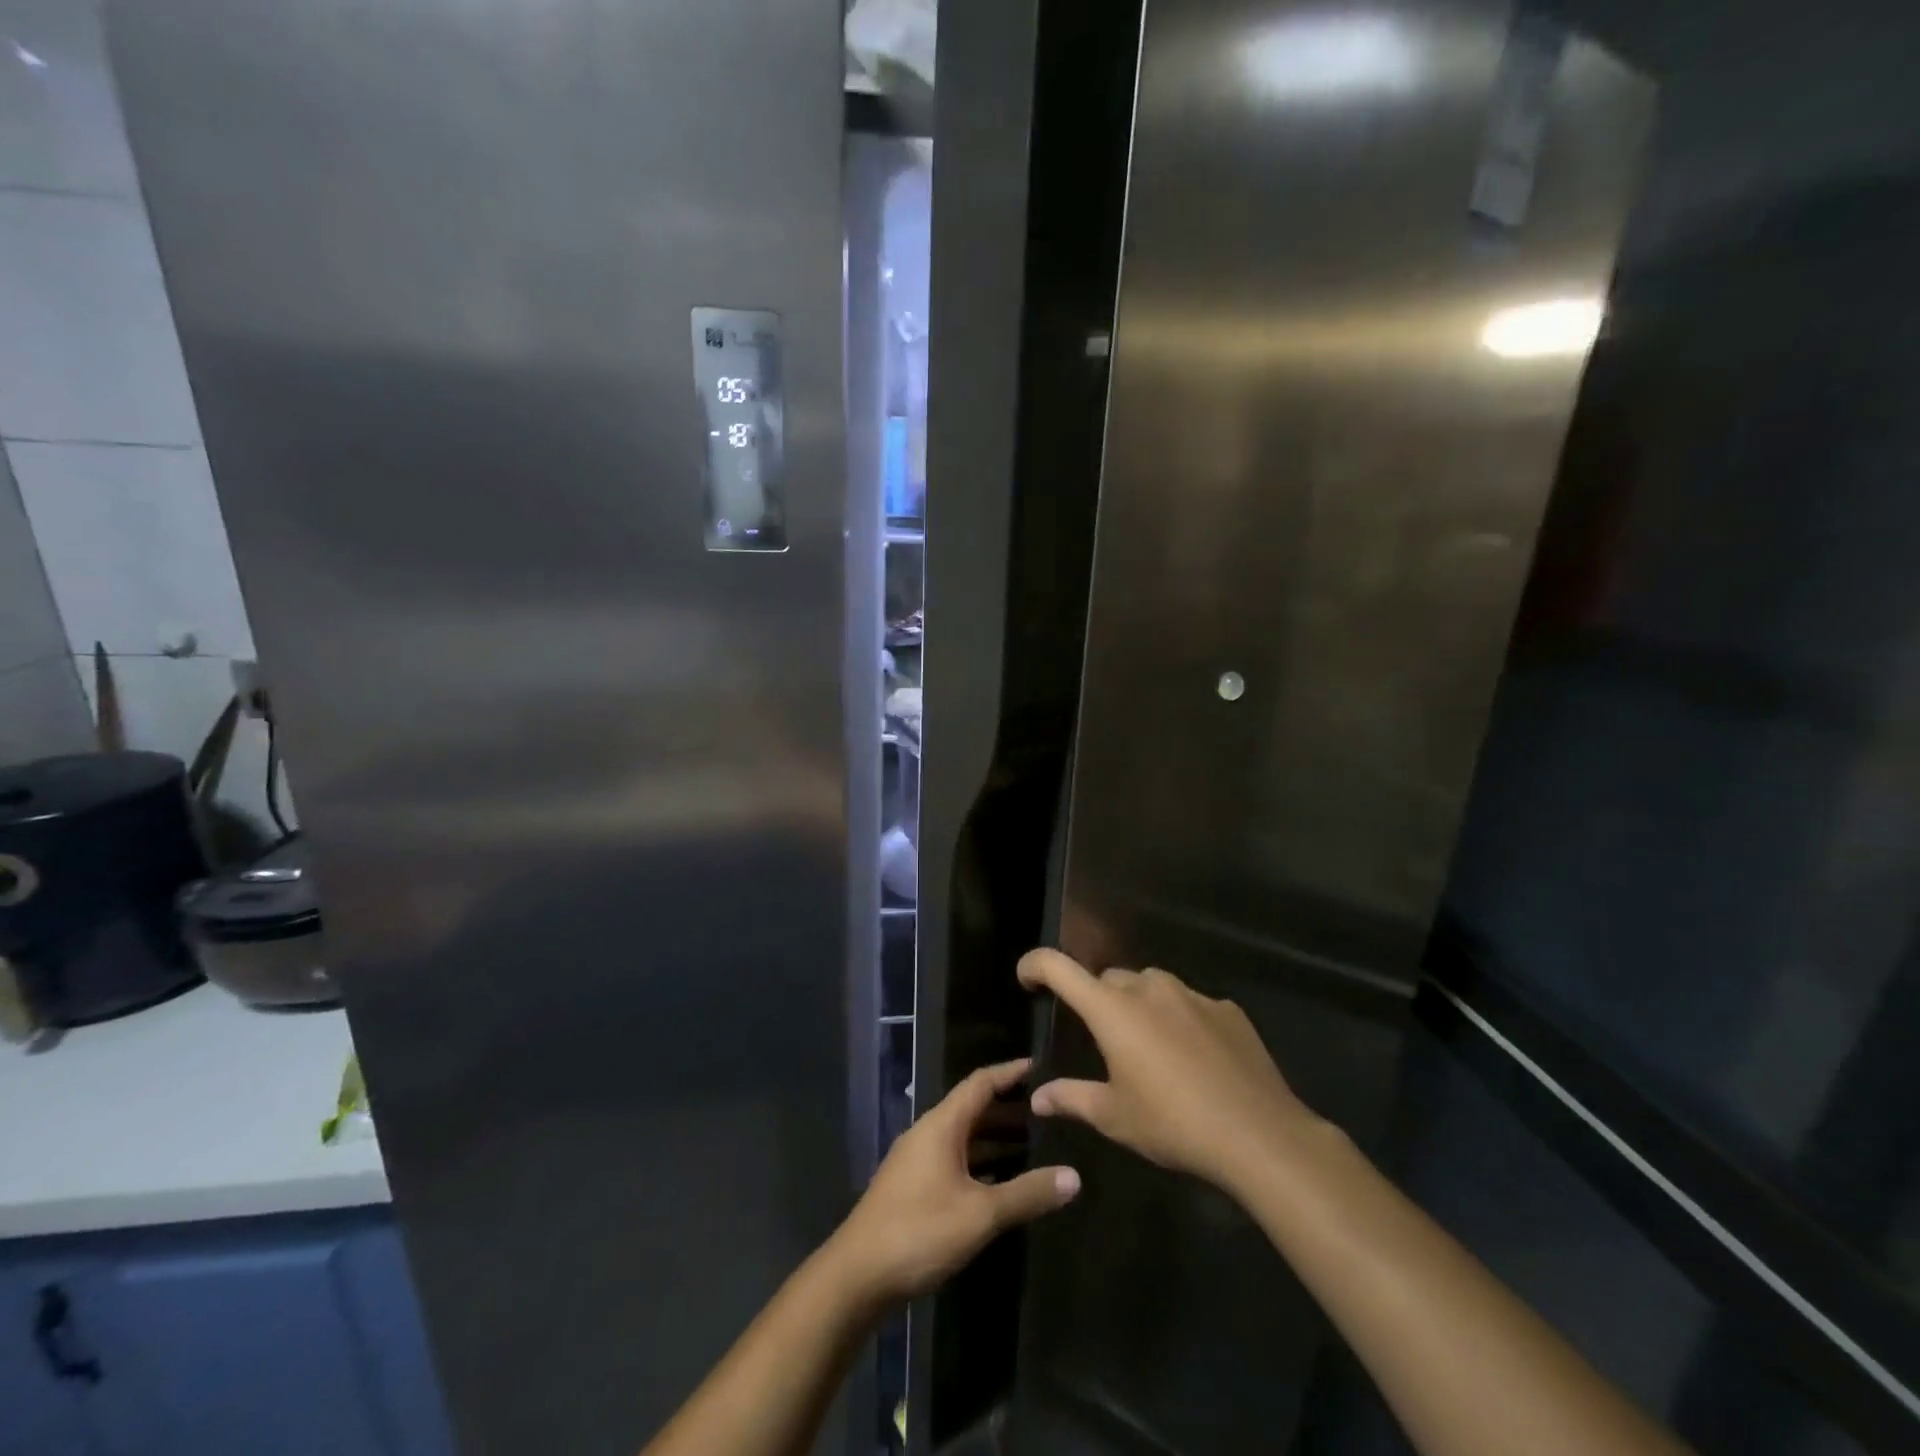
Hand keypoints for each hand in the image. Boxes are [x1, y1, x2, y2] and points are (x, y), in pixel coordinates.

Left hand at [828, 1058, 1079, 1305]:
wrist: (857, 1276)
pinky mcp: (913, 1187)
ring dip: (994, 1138)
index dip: (1009, 1072)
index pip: (980, 1083)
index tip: (1040, 1065)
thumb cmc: (919, 1231)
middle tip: (1047, 1112)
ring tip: (1032, 1145)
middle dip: (1008, 1108)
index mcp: (942, 1125)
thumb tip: (1074, 1177)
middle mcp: (928, 1133)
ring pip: (962, 1137)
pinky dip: (979, 1161)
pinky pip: (954, 1159)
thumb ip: (1026, 1194)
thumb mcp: (980, 1214)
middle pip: (972, 1108)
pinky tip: (1000, 1183)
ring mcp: (917, 1160)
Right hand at [1018, 949, 1325, 1195]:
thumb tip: (1039, 1096)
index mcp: (1113, 1010)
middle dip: (1098, 1001)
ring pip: (1151, 986)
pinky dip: (1180, 1019)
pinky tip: (1194, 1057)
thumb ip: (1072, 1098)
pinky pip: (1190, 1003)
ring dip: (1140, 1006)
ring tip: (1149, 1048)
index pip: (1060, 968)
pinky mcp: (1226, 1008)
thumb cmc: (1174, 1124)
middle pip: (1109, 980)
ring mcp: (1191, 994)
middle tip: (1103, 1041)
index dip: (1036, 965)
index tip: (1026, 978)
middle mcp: (1149, 988)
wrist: (1259, 1135)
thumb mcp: (1115, 1117)